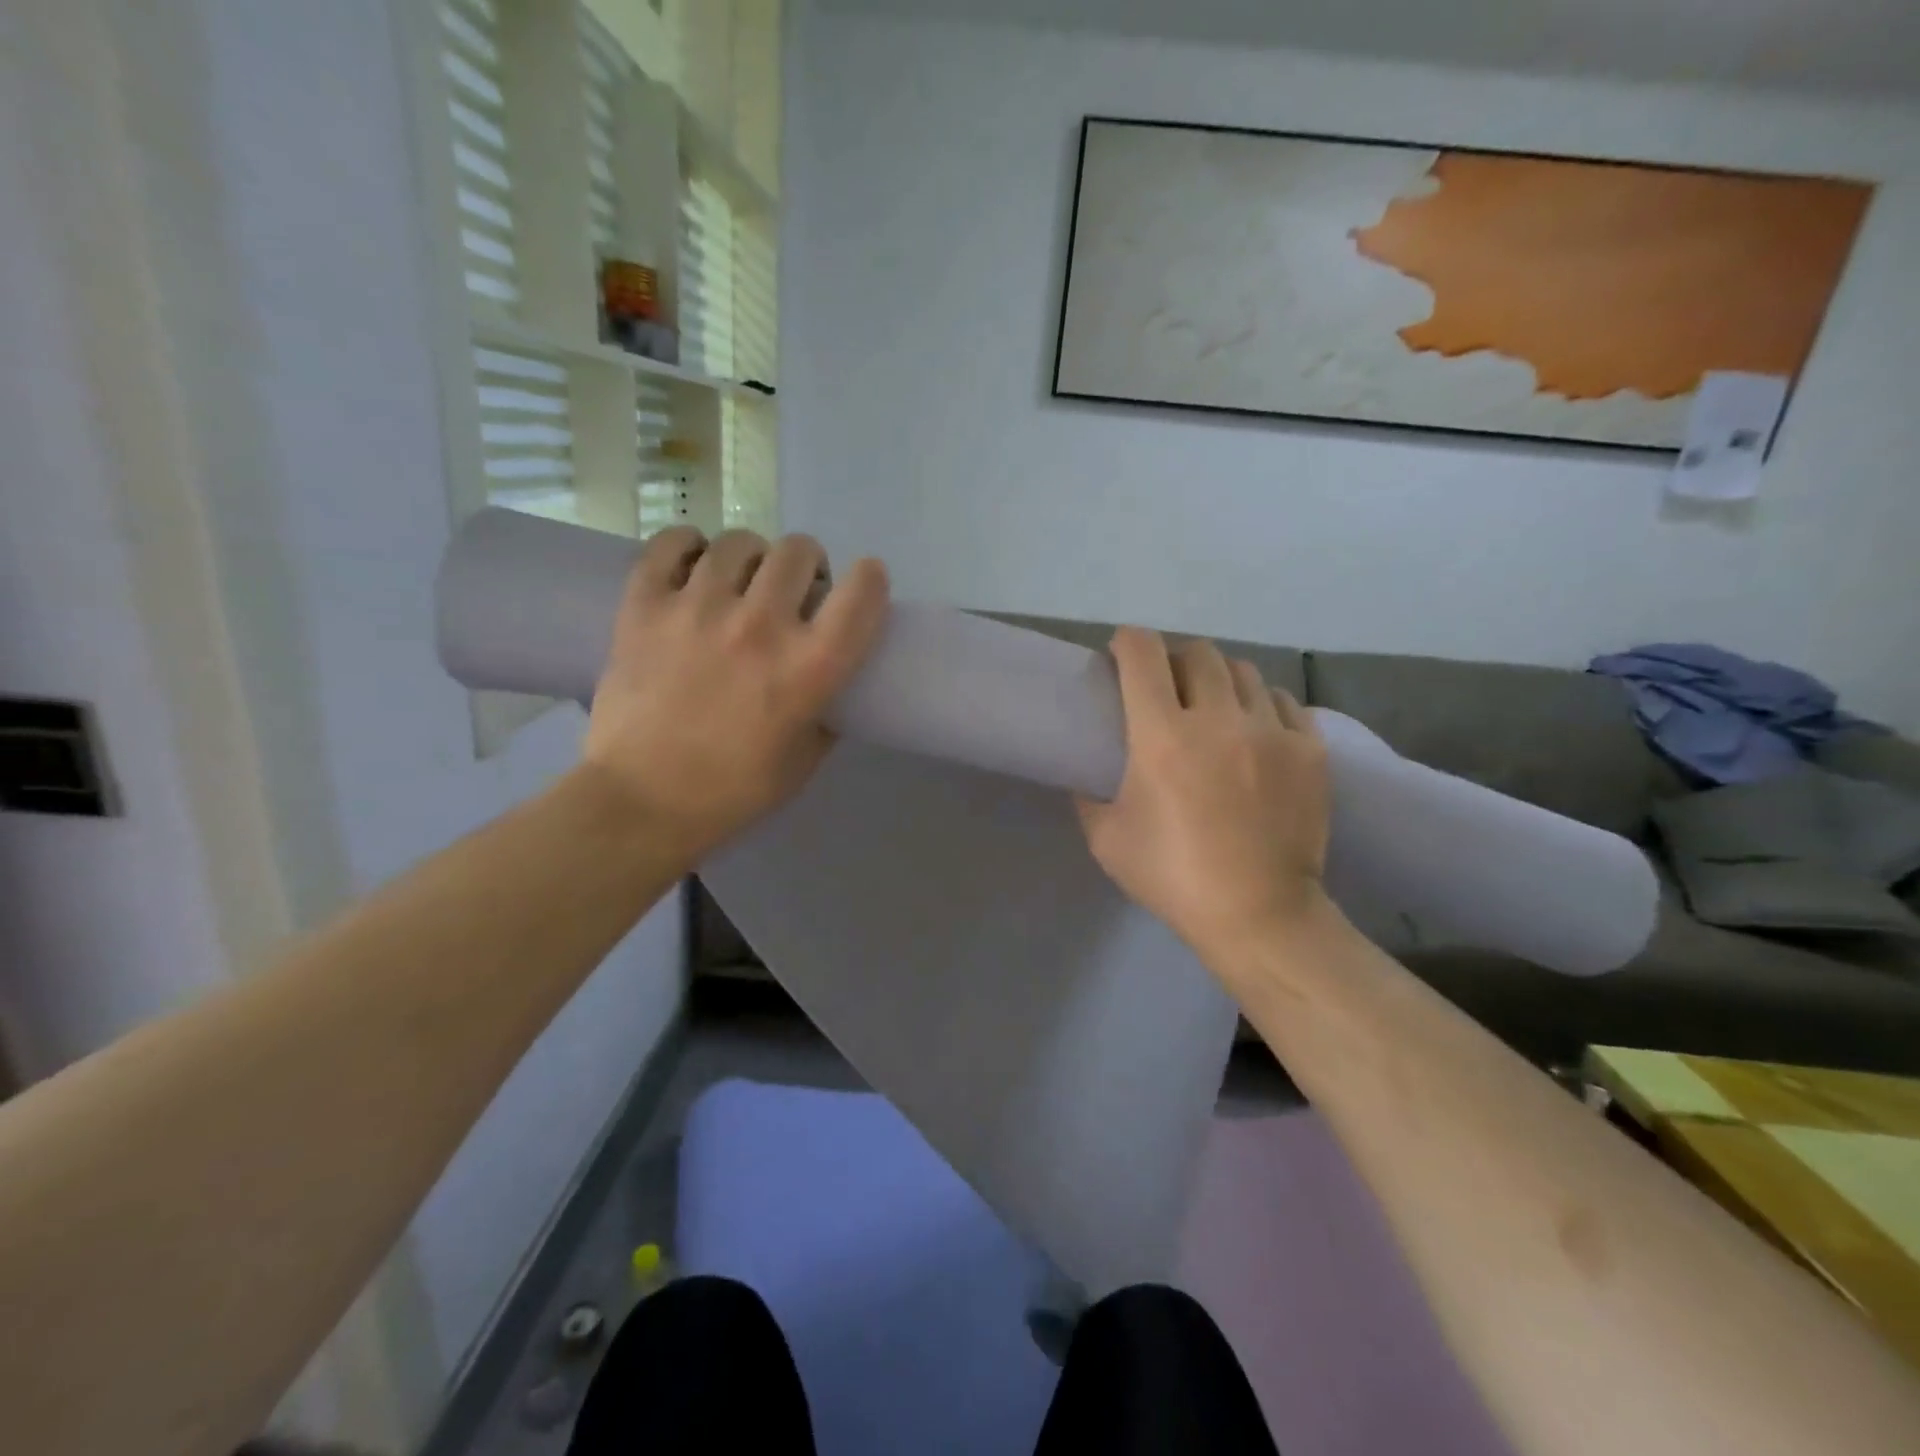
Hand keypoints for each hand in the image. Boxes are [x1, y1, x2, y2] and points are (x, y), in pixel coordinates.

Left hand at [579, 527, 889, 860]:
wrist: (642, 803)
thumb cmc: (733, 791)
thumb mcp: (804, 761)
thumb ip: (827, 714)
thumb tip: (831, 685)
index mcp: (810, 667)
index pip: (862, 592)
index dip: (870, 579)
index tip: (861, 587)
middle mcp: (761, 625)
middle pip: (799, 551)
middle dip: (807, 566)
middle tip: (792, 591)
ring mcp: (698, 608)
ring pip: (739, 542)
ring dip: (751, 558)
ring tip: (740, 582)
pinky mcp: (644, 606)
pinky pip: (671, 544)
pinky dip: (687, 547)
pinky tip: (692, 567)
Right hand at [1077, 628, 1331, 959]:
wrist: (1259, 916)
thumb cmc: (1172, 877)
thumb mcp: (1106, 838)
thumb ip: (1089, 793)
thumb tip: (1087, 768)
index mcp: (1162, 737)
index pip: (1142, 654)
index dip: (1127, 642)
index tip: (1120, 655)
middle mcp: (1219, 720)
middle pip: (1197, 653)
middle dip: (1173, 660)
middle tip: (1165, 688)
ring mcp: (1271, 732)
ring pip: (1243, 670)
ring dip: (1218, 679)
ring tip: (1213, 707)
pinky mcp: (1310, 750)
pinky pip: (1283, 701)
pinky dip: (1261, 705)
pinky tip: (1253, 732)